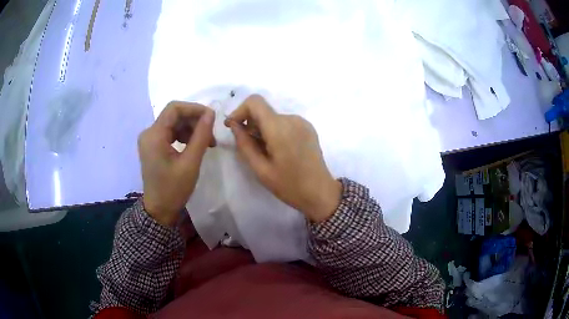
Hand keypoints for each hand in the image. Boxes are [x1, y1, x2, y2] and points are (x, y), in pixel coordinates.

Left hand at [138, 101, 214, 226]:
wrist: (159, 210)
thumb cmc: (173, 189)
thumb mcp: (190, 163)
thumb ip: (201, 135)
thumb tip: (211, 113)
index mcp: (154, 135)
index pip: (174, 108)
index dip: (194, 108)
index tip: (211, 118)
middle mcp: (149, 133)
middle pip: (174, 115)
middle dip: (194, 121)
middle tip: (211, 135)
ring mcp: (149, 140)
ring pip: (173, 123)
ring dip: (191, 129)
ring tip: (206, 143)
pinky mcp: (153, 146)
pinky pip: (170, 133)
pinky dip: (184, 136)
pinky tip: (194, 146)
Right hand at [225, 95, 340, 222]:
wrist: (320, 193)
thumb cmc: (289, 185)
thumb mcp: (260, 169)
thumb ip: (244, 144)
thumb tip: (234, 125)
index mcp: (279, 128)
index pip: (255, 101)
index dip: (240, 111)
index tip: (234, 128)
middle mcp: (292, 119)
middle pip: (263, 111)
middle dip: (251, 125)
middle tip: (250, 148)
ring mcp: (302, 122)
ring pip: (273, 117)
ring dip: (263, 129)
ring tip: (267, 153)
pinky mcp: (308, 128)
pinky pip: (285, 123)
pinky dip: (275, 131)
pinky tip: (279, 151)